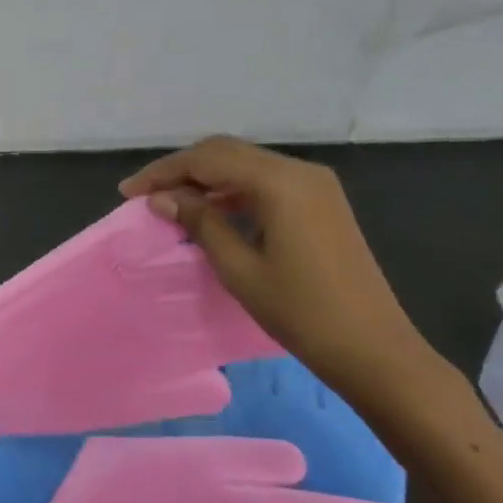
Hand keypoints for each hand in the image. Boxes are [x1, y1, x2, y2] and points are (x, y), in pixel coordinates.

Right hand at [120, 138, 440, 417]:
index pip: (208, 159)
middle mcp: (299, 171)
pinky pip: (266, 183)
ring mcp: (315, 185)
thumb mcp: (240, 269)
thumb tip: (162, 198)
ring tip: (170, 204)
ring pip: (246, 165)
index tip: (128, 192)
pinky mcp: (321, 203)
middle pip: (227, 153)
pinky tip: (211, 212)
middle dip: (182, 170)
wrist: (374, 349)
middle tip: (145, 196)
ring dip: (206, 179)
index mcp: (280, 182)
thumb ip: (200, 223)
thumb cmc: (301, 312)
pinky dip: (233, 191)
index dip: (163, 172)